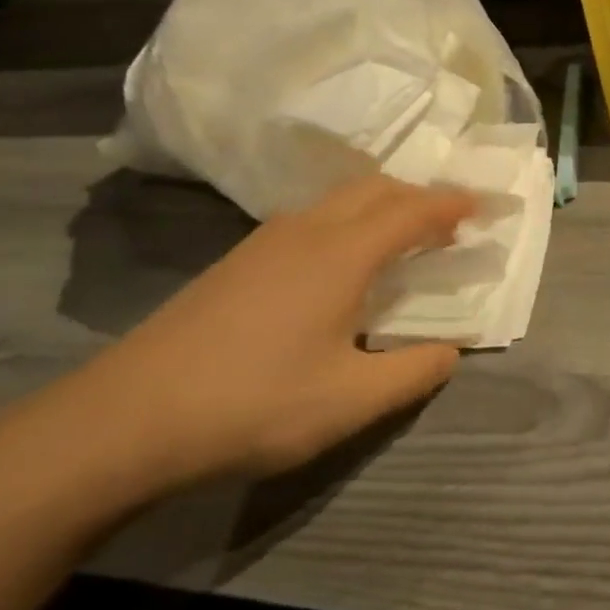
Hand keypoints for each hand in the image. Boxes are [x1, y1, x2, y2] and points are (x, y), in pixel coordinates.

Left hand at [24, 175, 473, 499]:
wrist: (123, 420)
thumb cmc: (252, 404)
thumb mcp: (349, 401)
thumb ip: (412, 373)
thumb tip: (450, 351)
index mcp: (343, 253)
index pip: (414, 210)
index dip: (454, 204)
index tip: (486, 206)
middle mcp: (308, 230)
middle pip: (377, 189)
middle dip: (420, 195)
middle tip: (450, 221)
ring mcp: (266, 241)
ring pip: (340, 200)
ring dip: (382, 205)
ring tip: (403, 238)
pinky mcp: (238, 261)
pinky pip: (312, 218)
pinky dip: (348, 221)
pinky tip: (340, 264)